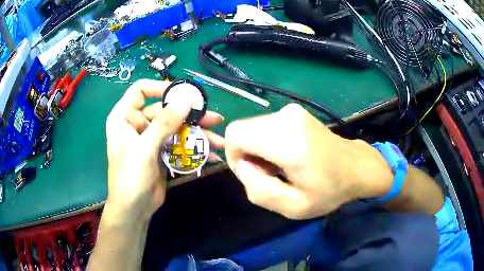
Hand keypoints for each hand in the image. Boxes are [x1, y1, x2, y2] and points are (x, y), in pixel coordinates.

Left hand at [105, 79, 224, 220]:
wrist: (134, 209)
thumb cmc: (130, 177)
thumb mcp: (145, 148)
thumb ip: (165, 123)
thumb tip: (187, 98)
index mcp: (124, 117)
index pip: (140, 90)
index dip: (160, 88)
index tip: (182, 94)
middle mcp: (137, 124)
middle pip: (164, 110)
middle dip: (189, 114)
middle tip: (213, 117)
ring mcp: (150, 138)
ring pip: (176, 127)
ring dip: (197, 132)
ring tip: (219, 138)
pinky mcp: (161, 152)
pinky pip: (179, 143)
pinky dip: (194, 148)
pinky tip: (212, 153)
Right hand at [225, 104, 392, 218]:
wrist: (356, 167)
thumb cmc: (329, 190)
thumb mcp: (294, 207)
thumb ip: (260, 191)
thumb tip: (243, 165)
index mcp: (288, 141)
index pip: (236, 135)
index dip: (234, 156)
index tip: (252, 175)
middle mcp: (287, 117)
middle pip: (242, 130)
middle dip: (246, 154)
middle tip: (269, 174)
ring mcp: (291, 110)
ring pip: (252, 127)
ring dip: (256, 149)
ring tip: (279, 167)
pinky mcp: (294, 110)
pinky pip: (264, 125)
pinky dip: (266, 141)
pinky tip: (285, 156)